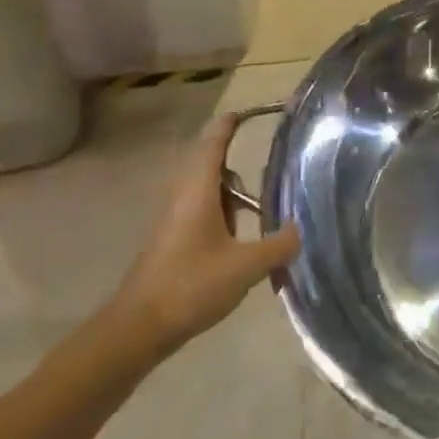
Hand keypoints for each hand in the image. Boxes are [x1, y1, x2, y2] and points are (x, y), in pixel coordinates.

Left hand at [108, 112, 301, 362]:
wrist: (138, 328)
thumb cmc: (190, 286)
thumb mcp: (245, 267)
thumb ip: (277, 246)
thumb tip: (300, 230)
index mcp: (198, 191)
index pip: (213, 143)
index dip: (229, 124)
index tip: (247, 110)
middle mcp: (183, 196)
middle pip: (209, 162)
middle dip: (234, 155)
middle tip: (269, 157)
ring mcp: (174, 219)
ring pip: (205, 188)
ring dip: (230, 187)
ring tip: (262, 199)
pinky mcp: (172, 240)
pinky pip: (201, 209)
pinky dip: (223, 209)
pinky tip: (242, 233)